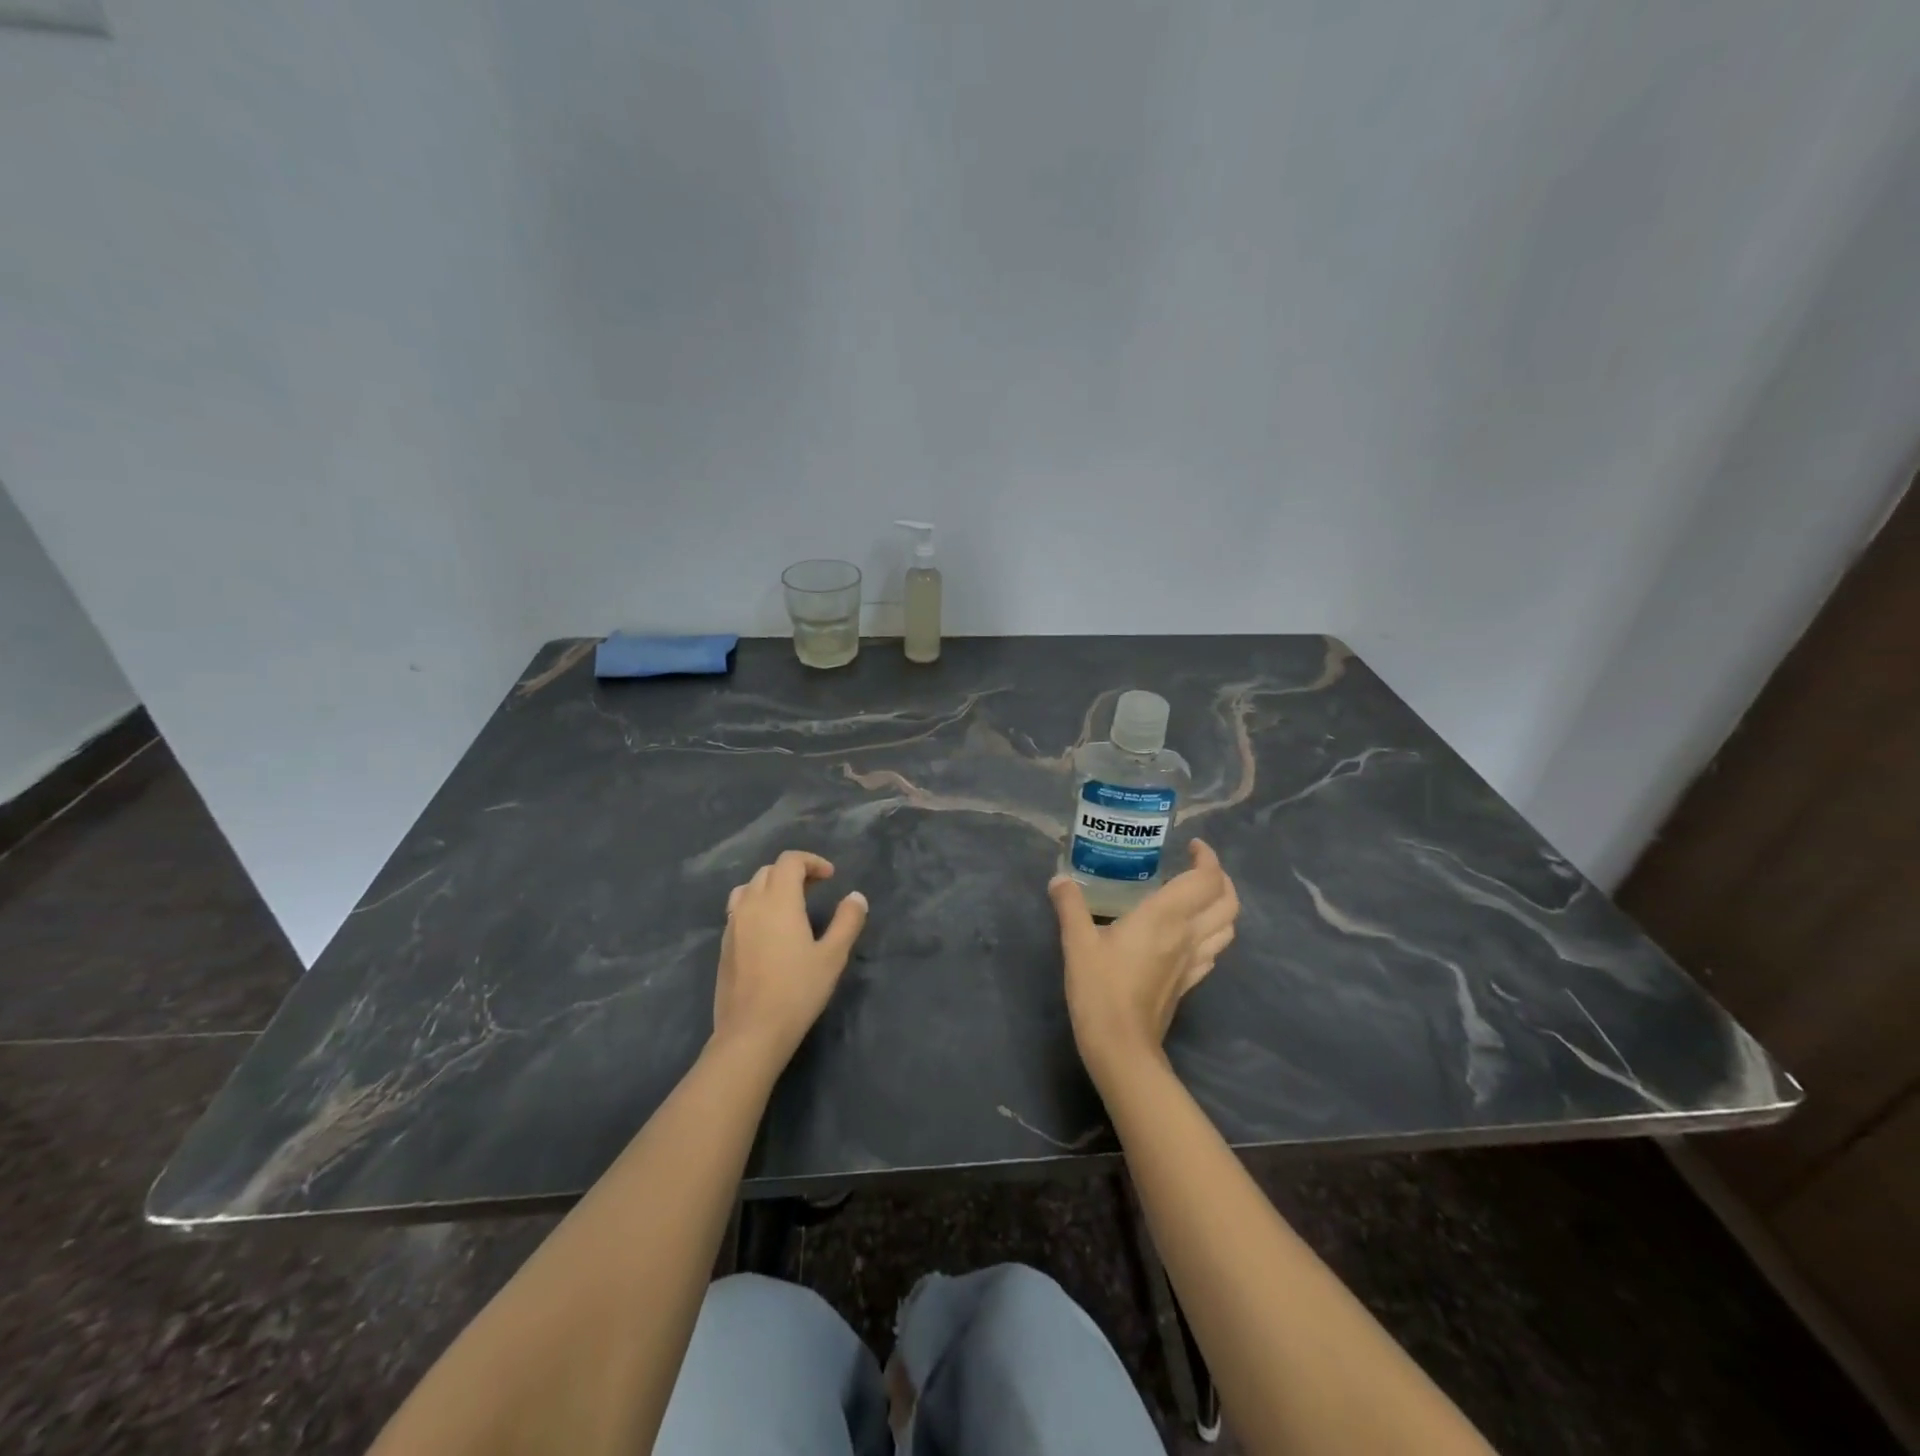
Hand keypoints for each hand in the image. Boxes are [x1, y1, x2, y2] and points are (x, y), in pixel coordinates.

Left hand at [713, 850, 868, 1064]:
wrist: (751, 1031)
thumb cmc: (797, 991)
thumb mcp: (833, 956)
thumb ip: (847, 921)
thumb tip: (856, 897)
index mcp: (779, 901)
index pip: (790, 861)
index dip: (812, 861)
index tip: (830, 877)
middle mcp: (751, 905)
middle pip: (769, 871)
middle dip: (793, 872)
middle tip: (815, 889)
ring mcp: (733, 925)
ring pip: (749, 888)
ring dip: (771, 887)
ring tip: (789, 905)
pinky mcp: (724, 945)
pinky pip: (738, 910)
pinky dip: (756, 906)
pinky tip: (769, 931)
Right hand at [1049, 840, 1239, 1085]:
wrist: (1121, 1045)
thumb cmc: (1099, 988)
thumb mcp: (1077, 941)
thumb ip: (1070, 905)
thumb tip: (1059, 879)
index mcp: (1165, 916)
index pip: (1205, 879)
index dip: (1206, 858)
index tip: (1190, 845)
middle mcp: (1188, 934)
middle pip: (1228, 901)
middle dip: (1220, 877)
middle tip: (1195, 866)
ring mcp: (1194, 961)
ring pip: (1228, 926)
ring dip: (1221, 904)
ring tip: (1198, 895)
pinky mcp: (1190, 982)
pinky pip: (1214, 950)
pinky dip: (1212, 932)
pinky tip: (1190, 933)